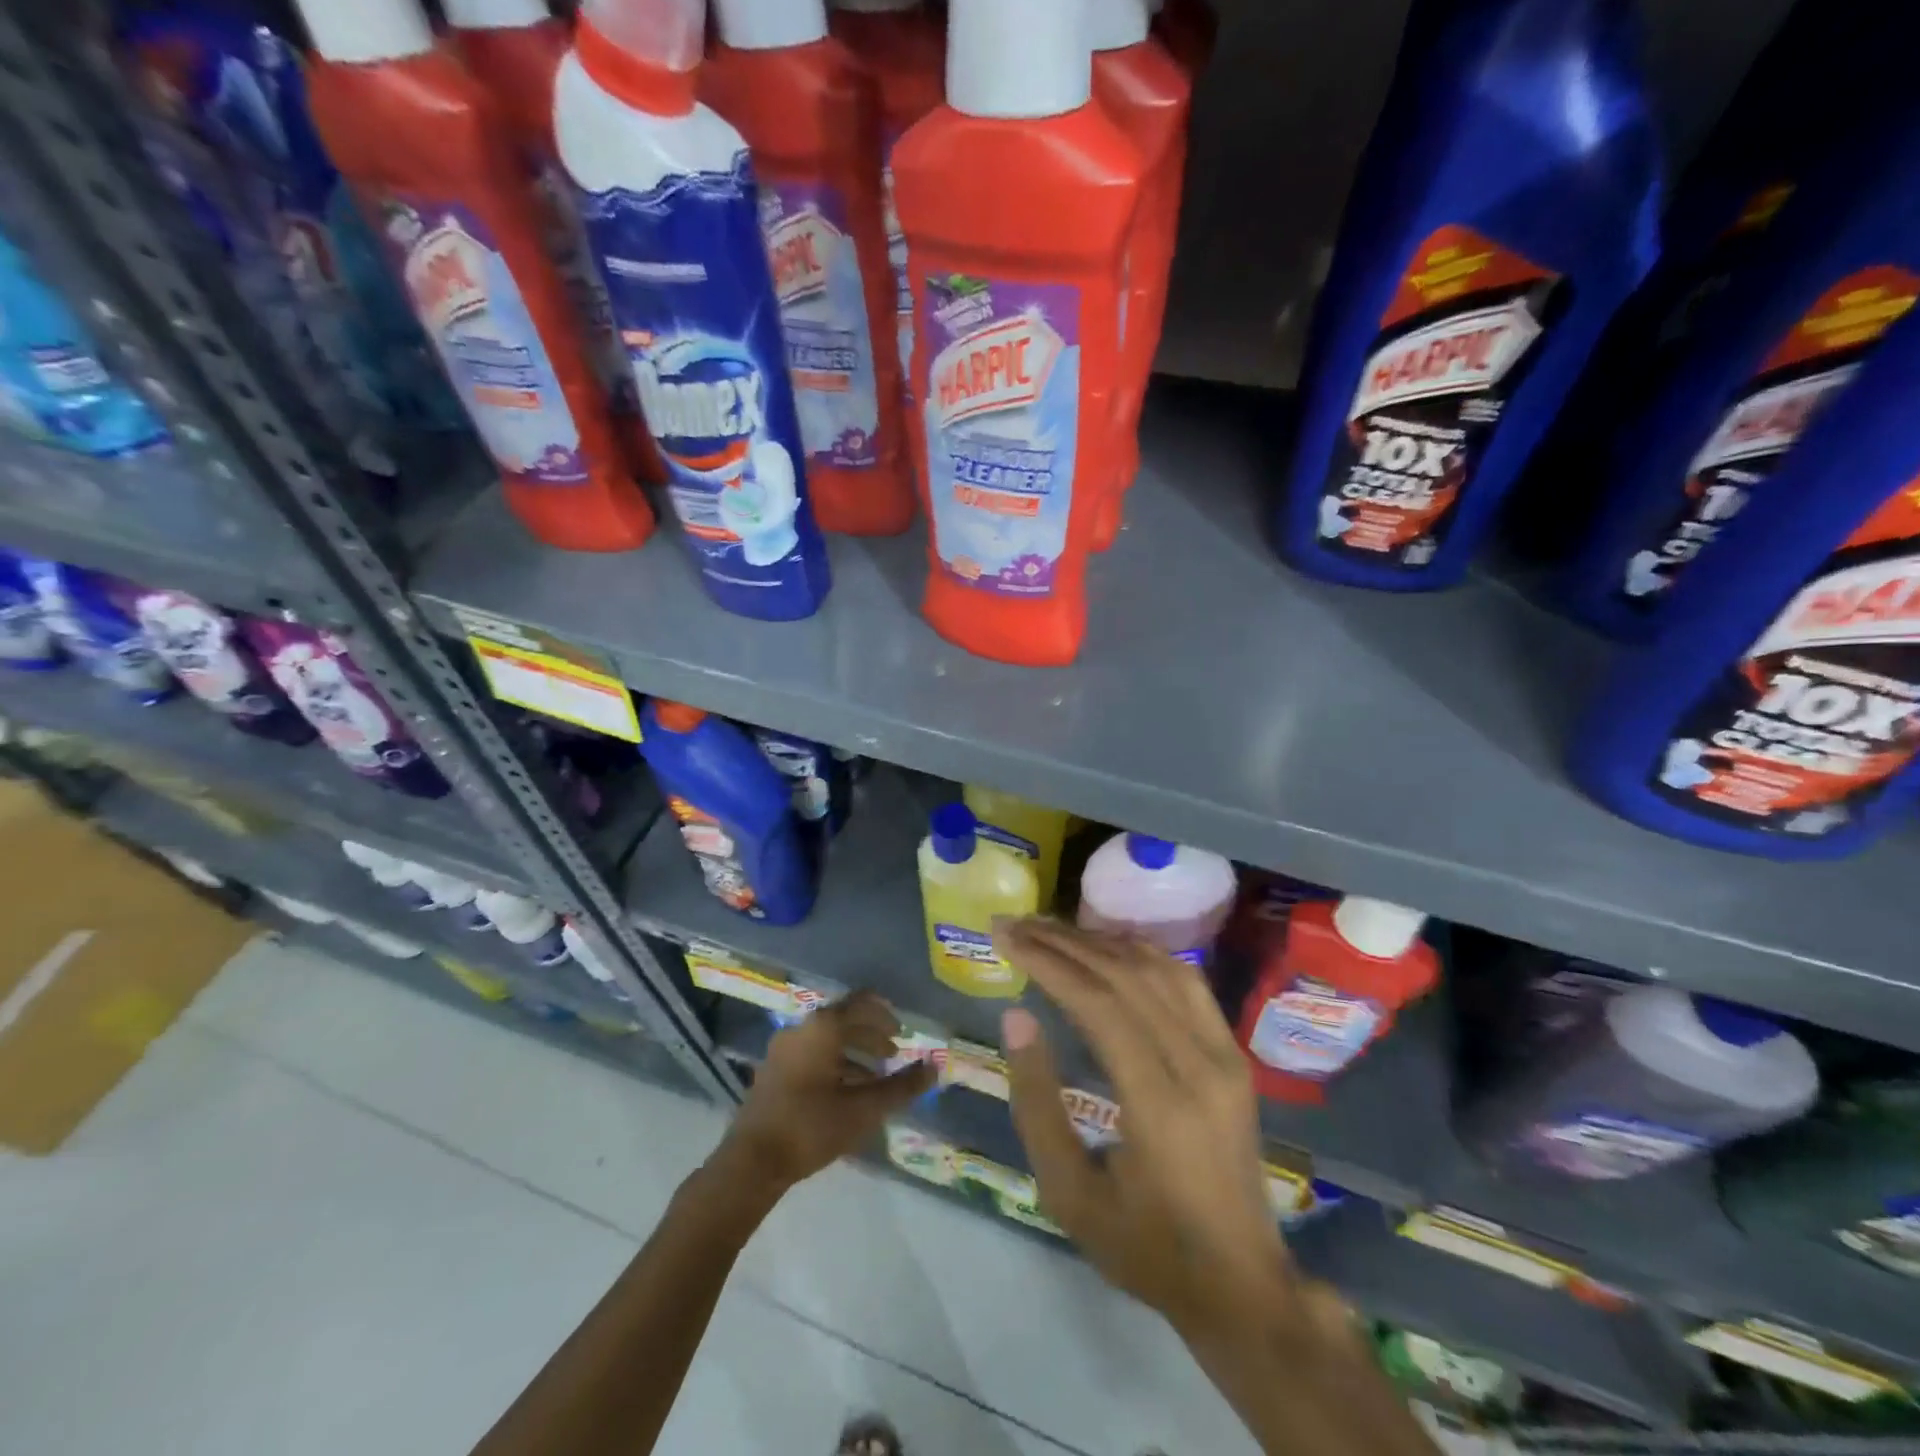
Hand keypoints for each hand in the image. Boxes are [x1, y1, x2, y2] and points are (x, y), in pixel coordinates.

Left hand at [722, 991, 935, 1194]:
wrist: (751, 1162)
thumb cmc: (812, 1127)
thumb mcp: (864, 1109)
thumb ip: (901, 1087)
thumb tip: (934, 1068)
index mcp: (822, 1027)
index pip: (861, 1003)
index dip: (884, 1014)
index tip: (902, 1030)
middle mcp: (801, 1028)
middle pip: (843, 1020)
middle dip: (871, 1035)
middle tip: (893, 1054)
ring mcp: (782, 1049)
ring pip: (826, 1039)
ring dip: (853, 1051)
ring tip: (875, 1076)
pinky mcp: (773, 1070)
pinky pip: (811, 1053)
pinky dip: (834, 1062)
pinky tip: (846, 1091)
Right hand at [994, 919, 1297, 1339]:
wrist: (1241, 1284)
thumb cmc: (1146, 1246)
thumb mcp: (1069, 1194)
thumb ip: (1037, 1103)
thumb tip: (1017, 1016)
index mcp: (1160, 1104)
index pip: (1098, 1003)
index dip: (1048, 962)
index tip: (1006, 936)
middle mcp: (1200, 1064)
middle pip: (1127, 976)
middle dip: (1065, 942)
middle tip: (1017, 924)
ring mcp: (1225, 1055)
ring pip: (1159, 969)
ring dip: (1101, 942)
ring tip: (1052, 930)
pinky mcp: (1234, 1054)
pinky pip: (1186, 983)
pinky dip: (1142, 954)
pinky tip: (1109, 947)